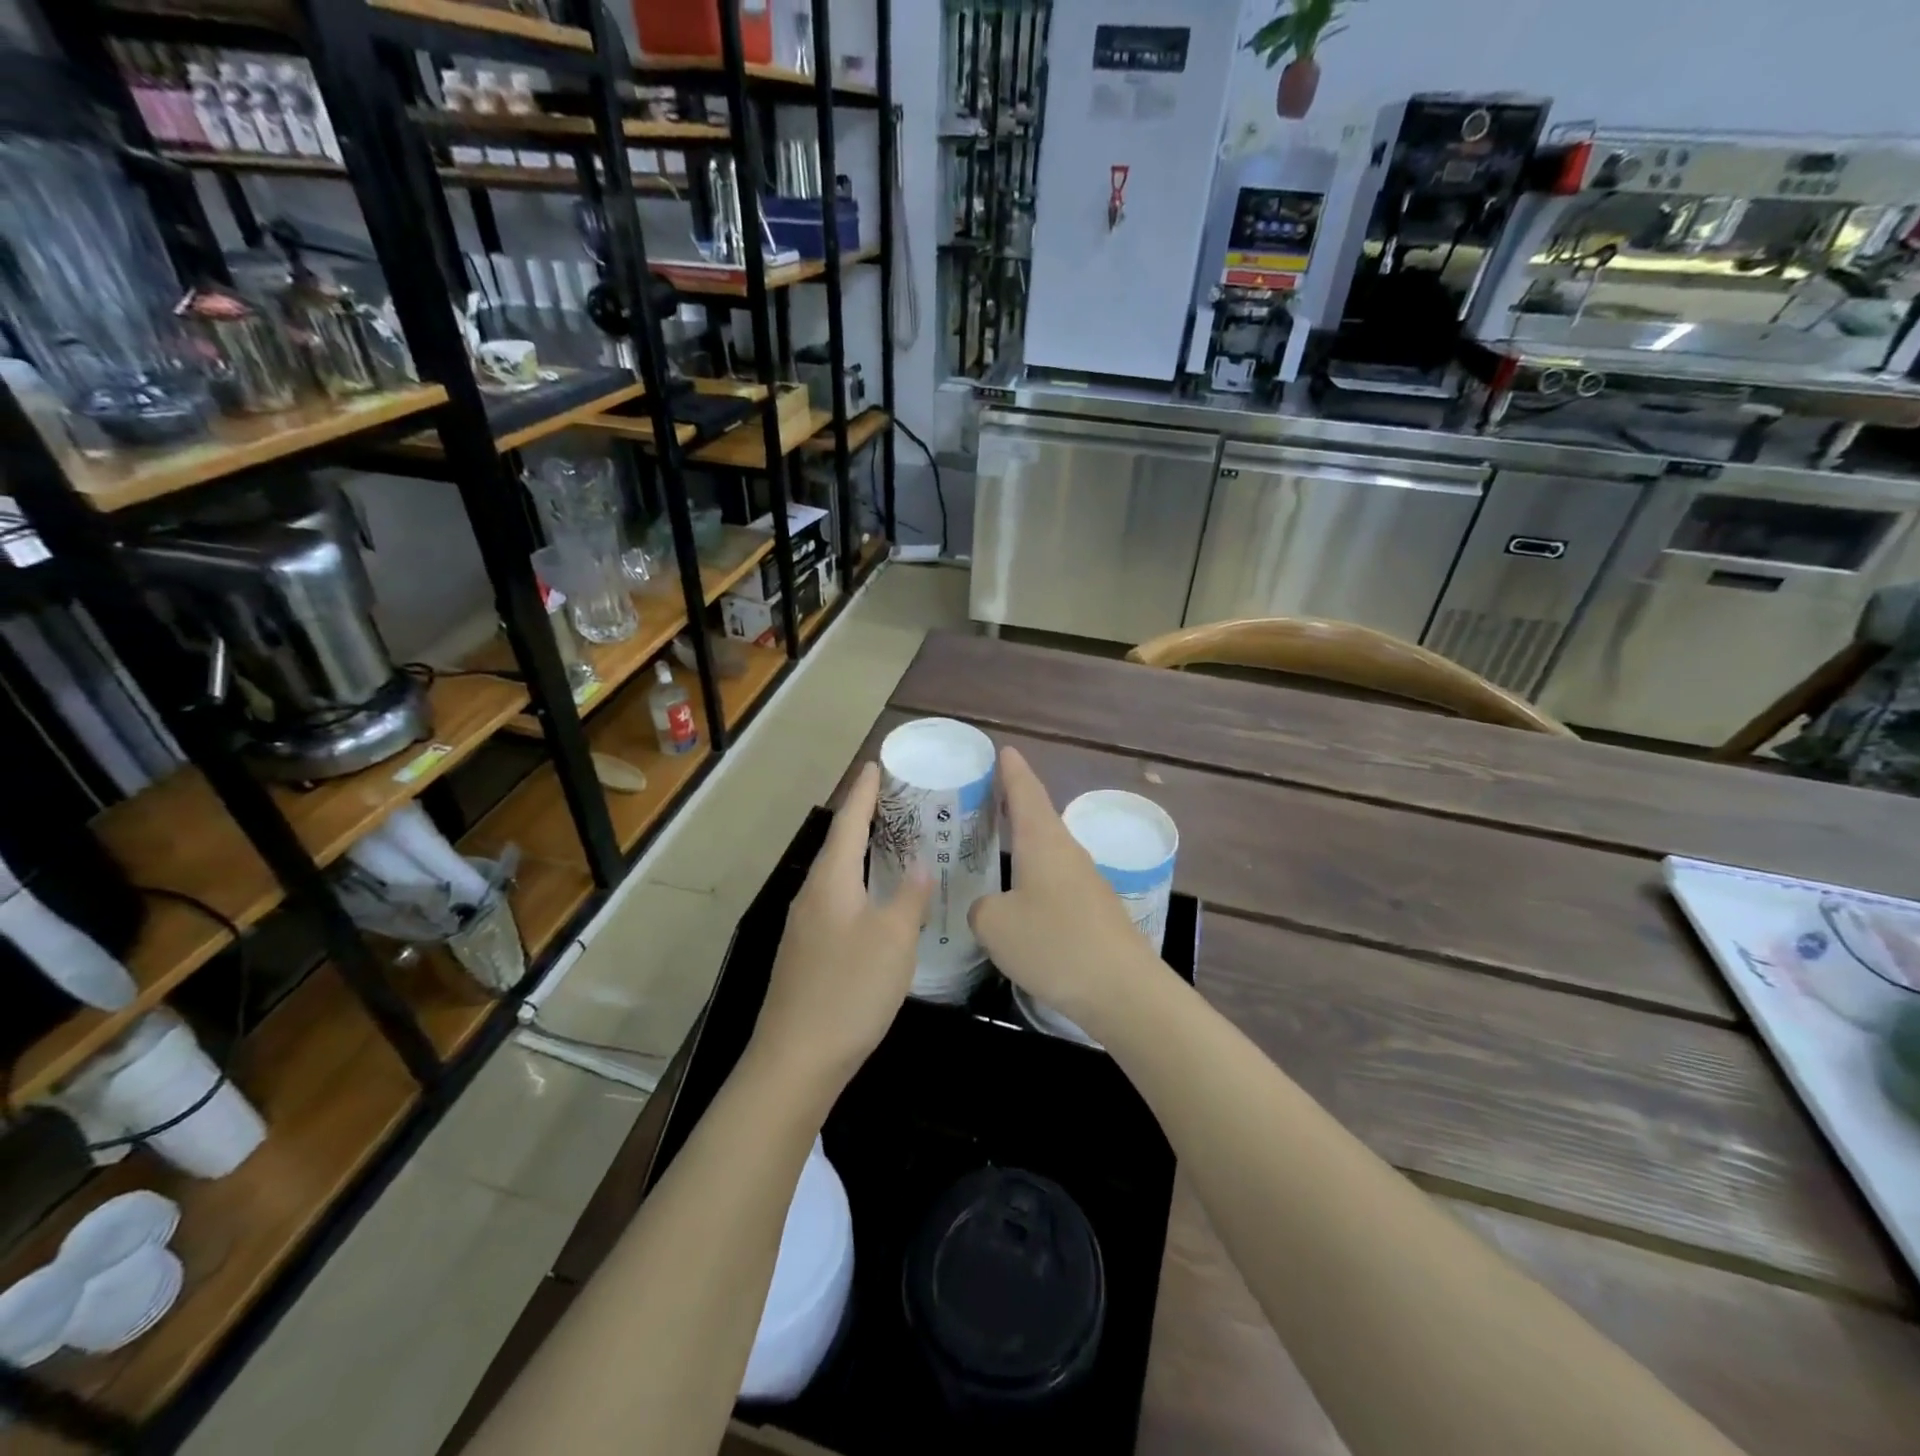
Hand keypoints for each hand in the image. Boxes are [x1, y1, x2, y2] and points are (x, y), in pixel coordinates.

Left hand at [750, 763, 931, 1094]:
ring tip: (894, 844)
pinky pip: (837, 901)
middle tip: (898, 801)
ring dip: (863, 854)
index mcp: (831, 881)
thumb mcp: (893, 939)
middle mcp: (812, 895)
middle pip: (840, 845)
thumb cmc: (849, 990)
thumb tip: (920, 863)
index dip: (864, 792)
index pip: (848, 821)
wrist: (796, 1059)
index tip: (876, 765)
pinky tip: (878, 901)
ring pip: (838, 875)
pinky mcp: (807, 953)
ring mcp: (805, 926)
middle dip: (865, 819)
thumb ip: (910, 896)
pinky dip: (860, 886)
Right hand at [968, 748, 1157, 1034]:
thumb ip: (981, 909)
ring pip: (1048, 848)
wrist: (1122, 990)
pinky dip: (1034, 873)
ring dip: (1024, 840)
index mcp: (1042, 841)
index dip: (1012, 769)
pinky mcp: (1094, 909)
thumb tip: (990, 908)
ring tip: (996, 841)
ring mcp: (1085, 880)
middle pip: (1038, 816)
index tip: (1003, 749)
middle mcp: (1067, 851)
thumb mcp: (995, 925)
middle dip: (1013, 802)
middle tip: (985, 794)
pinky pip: (1056, 878)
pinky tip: (1021, 894)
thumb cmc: (1054, 944)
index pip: (1025, 791)